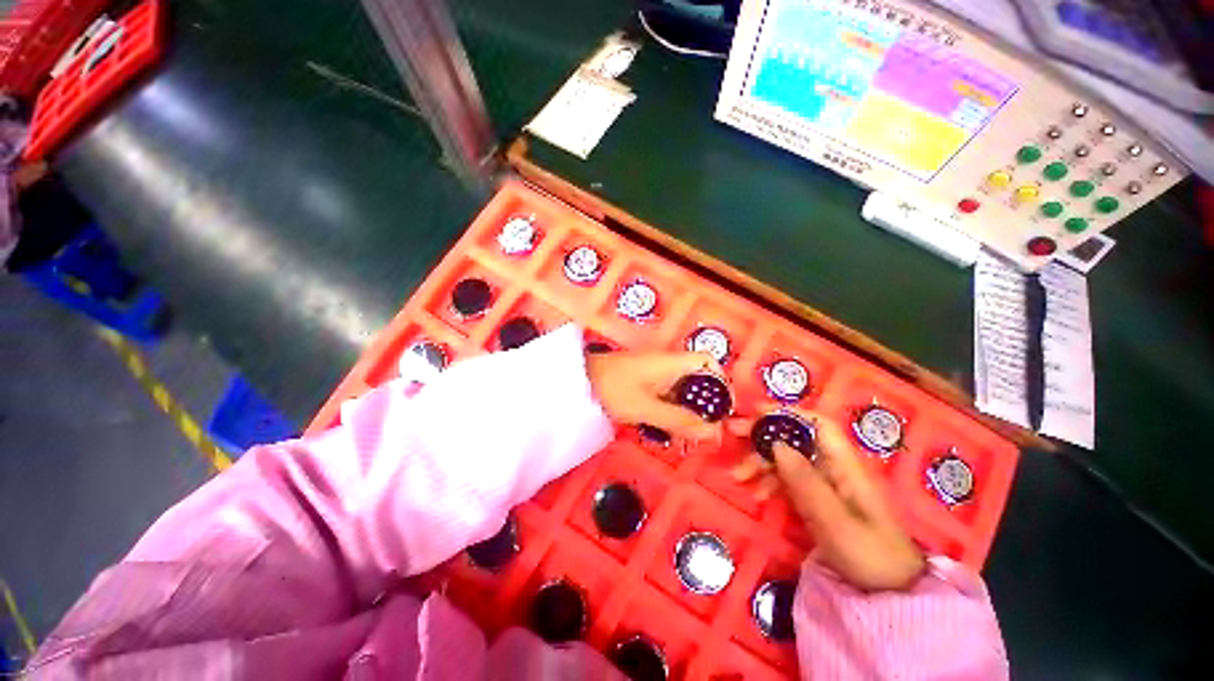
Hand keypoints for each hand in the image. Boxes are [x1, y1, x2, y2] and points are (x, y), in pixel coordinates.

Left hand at [586, 351, 722, 440]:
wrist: (580, 381)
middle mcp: (668, 364)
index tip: (721, 408)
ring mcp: (656, 373)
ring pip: (683, 391)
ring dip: (687, 412)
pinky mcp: (646, 382)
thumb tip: (712, 433)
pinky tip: (667, 430)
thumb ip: (678, 420)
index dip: (720, 381)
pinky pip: (668, 396)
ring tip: (686, 436)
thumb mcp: (646, 408)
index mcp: (672, 362)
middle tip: (703, 432)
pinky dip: (671, 412)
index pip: (708, 361)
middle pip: (698, 380)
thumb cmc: (613, 388)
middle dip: (704, 406)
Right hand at [728, 413, 924, 590]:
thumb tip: (776, 443)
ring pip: (787, 459)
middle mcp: (832, 466)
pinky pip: (787, 479)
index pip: (817, 424)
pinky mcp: (816, 498)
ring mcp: (824, 482)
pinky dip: (769, 482)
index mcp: (844, 464)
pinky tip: (756, 494)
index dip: (788, 413)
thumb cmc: (869, 553)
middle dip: (764, 434)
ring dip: (761, 462)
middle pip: (795, 438)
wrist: (889, 591)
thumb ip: (805, 481)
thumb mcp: (834, 520)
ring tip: (738, 476)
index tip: (756, 412)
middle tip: (733, 433)